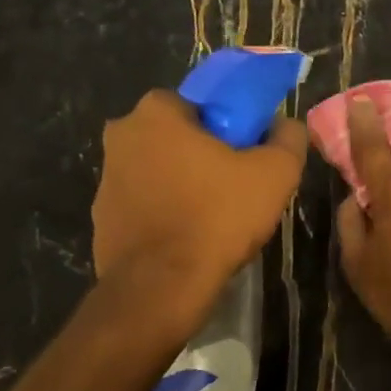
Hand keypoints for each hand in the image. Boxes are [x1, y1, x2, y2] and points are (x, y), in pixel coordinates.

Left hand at [92, 89, 306, 310]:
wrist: (162, 287)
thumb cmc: (217, 217)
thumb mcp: (275, 173)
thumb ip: (287, 139)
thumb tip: (286, 125)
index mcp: (155, 113)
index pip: (199, 103)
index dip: (229, 125)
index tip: (248, 151)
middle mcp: (121, 137)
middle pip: (177, 137)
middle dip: (205, 154)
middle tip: (238, 184)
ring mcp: (106, 181)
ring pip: (160, 171)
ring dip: (185, 185)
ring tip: (218, 217)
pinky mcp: (103, 220)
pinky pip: (146, 205)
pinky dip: (167, 214)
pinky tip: (192, 238)